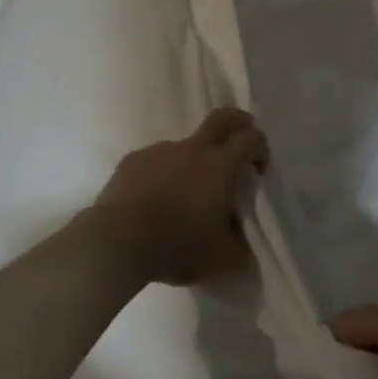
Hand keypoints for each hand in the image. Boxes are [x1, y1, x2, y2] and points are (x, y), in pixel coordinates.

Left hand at [90, 108, 266, 287]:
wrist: (117, 242)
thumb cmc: (177, 246)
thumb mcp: (222, 260)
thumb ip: (242, 249)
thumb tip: (246, 247)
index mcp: (220, 165)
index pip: (252, 138)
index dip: (261, 150)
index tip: (257, 172)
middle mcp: (192, 149)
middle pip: (223, 118)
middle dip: (239, 125)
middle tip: (238, 151)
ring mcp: (159, 151)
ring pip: (185, 146)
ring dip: (193, 163)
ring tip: (185, 200)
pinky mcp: (132, 160)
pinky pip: (156, 162)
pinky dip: (163, 176)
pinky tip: (155, 203)